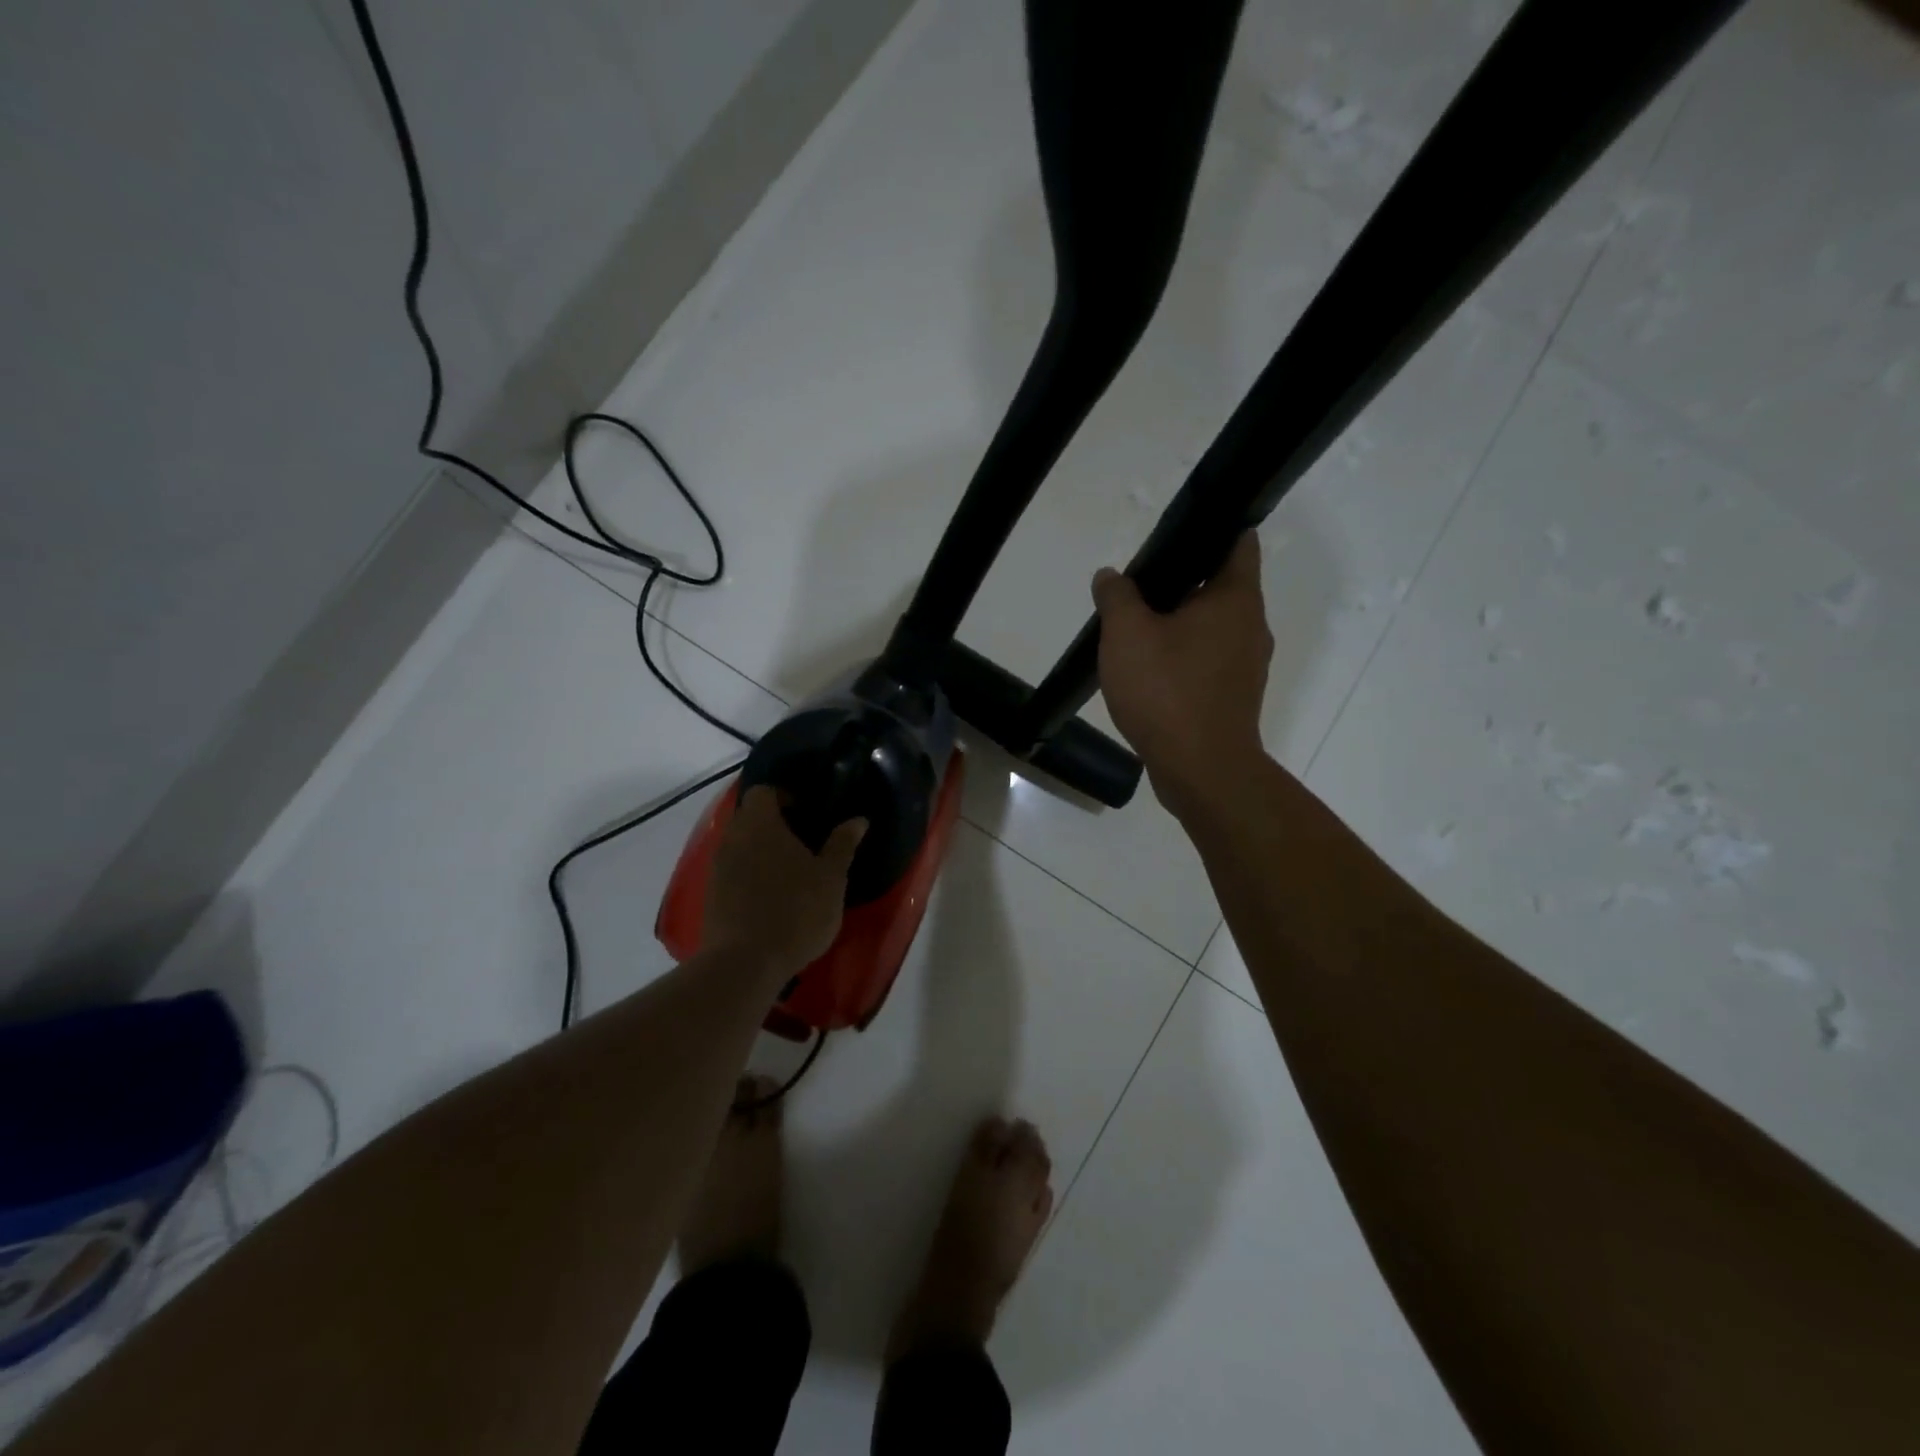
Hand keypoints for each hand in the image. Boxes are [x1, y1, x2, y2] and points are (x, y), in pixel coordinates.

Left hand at [704, 785, 865, 973]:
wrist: (744, 964)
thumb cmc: (795, 911)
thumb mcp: (831, 878)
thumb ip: (842, 845)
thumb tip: (858, 819)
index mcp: (761, 824)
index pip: (763, 790)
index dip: (784, 795)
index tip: (806, 811)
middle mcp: (732, 838)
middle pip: (749, 817)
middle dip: (774, 824)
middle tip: (804, 842)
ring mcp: (717, 867)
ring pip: (740, 845)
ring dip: (761, 851)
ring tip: (790, 872)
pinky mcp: (711, 895)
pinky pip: (733, 871)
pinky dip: (750, 875)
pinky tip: (772, 897)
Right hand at [1092, 531, 1273, 820]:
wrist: (1201, 770)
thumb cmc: (1168, 691)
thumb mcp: (1126, 634)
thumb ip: (1117, 596)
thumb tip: (1111, 577)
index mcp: (1235, 598)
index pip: (1238, 540)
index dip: (1211, 528)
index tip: (1175, 534)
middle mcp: (1251, 625)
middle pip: (1220, 586)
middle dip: (1181, 582)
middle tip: (1138, 588)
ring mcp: (1246, 665)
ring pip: (1212, 627)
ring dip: (1179, 624)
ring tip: (1136, 631)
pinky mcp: (1234, 697)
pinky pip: (1207, 662)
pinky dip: (1183, 658)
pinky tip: (1149, 672)